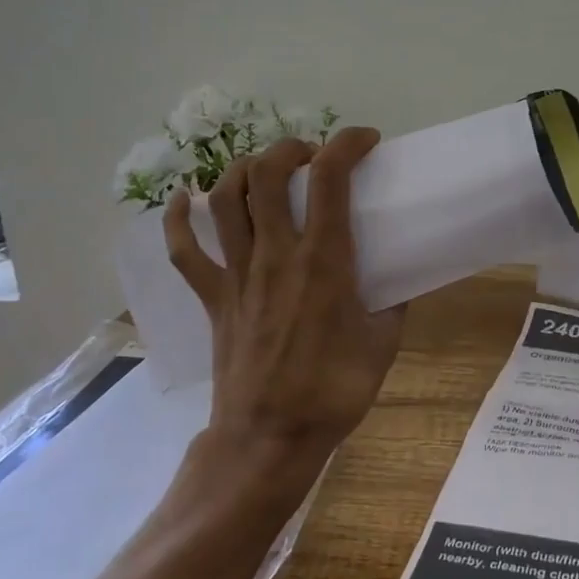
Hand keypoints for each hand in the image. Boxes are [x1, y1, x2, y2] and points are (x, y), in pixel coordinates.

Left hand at [163, 128, 404, 497]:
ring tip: (266, 169)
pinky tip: (184, 200)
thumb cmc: (334, 391)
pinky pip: (184, 252)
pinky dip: (178, 220)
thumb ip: (395, 304)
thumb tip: (400, 280)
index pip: (330, 180)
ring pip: (225, 200)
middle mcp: (276, 255)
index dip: (347, 145)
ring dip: (245, 170)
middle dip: (291, 149)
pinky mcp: (213, 297)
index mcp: (324, 262)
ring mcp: (237, 274)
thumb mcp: (384, 344)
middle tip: (313, 157)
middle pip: (268, 175)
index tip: (365, 140)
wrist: (270, 438)